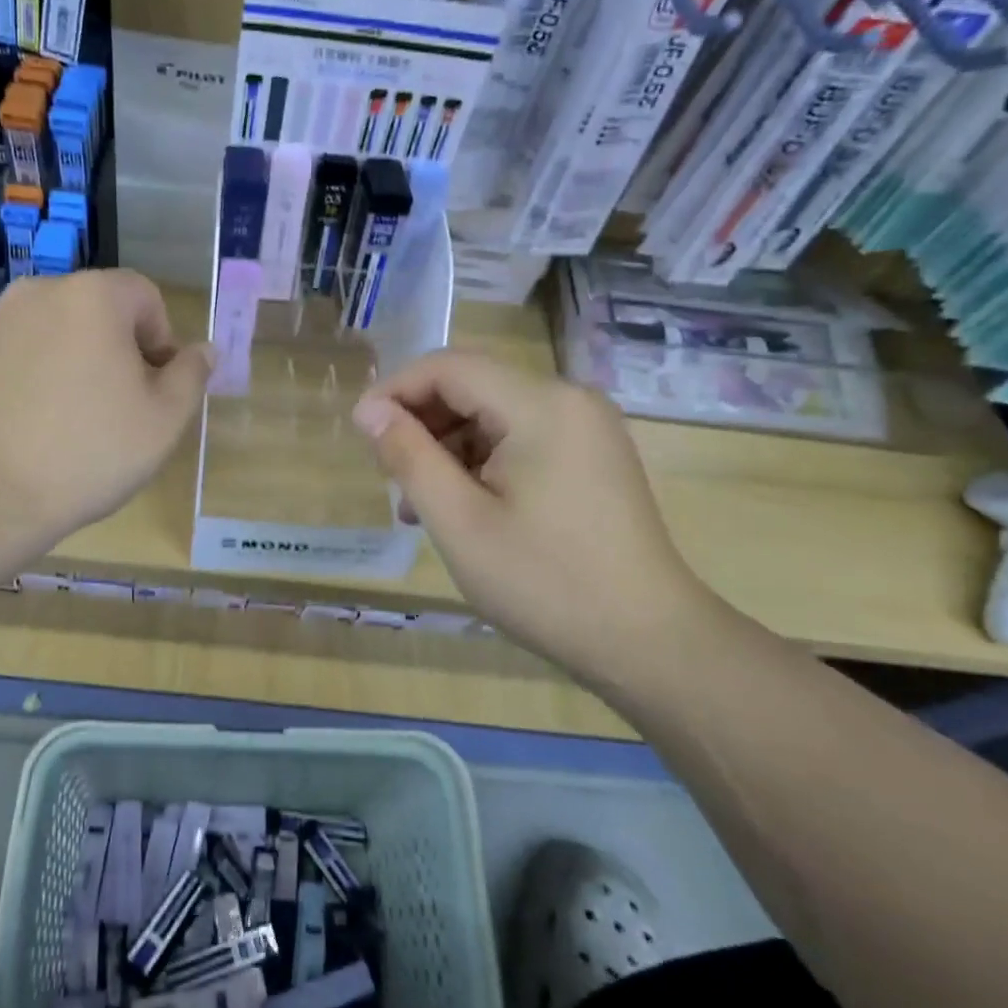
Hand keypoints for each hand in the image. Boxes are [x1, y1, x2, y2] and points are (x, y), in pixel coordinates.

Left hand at [0, 270, 211, 550]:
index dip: (161, 340)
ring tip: (76, 420)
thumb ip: (192, 375)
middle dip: (120, 350)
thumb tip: (203, 350)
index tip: (154, 389)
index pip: (145, 296)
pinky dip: (40, 375)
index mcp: (94, 296)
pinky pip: (24, 352)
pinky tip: (38, 423)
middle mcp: (40, 291)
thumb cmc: (90, 451)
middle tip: (121, 408)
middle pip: (100, 311)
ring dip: (79, 362)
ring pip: (60, 331)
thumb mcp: (165, 419)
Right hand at [351, 350, 718, 677]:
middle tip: (390, 476)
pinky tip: (461, 505)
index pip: (449, 367)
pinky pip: (520, 439)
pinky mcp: (591, 456)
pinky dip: (481, 461)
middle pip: (473, 386)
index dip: (396, 390)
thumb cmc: (545, 582)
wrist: (647, 640)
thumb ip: (408, 457)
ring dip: (448, 447)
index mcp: (541, 405)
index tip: (360, 430)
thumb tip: (369, 411)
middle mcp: (569, 400)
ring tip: (418, 504)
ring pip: (494, 414)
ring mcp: (586, 428)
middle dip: (422, 423)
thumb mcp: (459, 521)